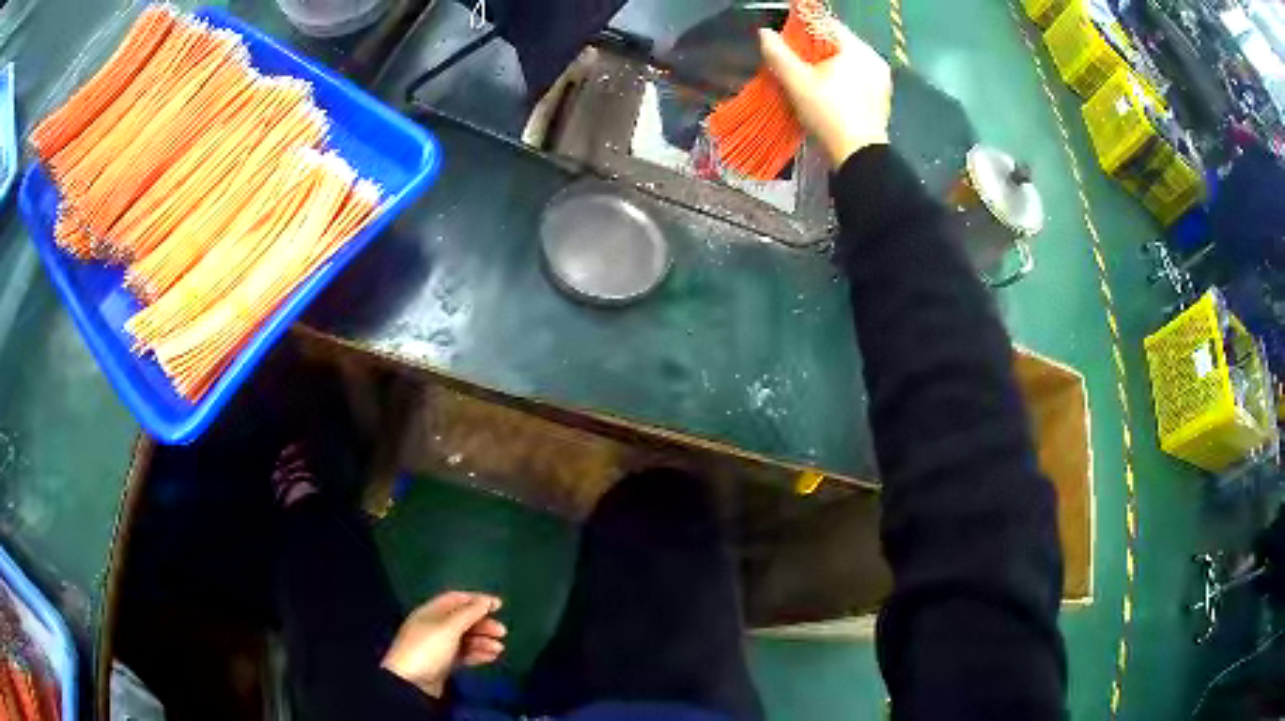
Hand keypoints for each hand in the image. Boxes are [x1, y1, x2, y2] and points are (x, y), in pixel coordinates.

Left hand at [381, 592, 506, 698]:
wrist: (411, 682)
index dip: (477, 600)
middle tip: (502, 632)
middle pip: (462, 620)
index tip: (499, 606)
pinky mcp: (443, 663)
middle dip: (483, 624)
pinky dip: (478, 654)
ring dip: (483, 641)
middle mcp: (434, 626)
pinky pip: (464, 654)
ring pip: (465, 638)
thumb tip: (486, 601)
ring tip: (499, 649)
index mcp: (431, 612)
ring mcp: (439, 646)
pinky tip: (491, 658)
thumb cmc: (428, 648)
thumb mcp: (449, 627)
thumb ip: (469, 613)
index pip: (456, 599)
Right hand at [759, 22, 892, 167]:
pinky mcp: (881, 98)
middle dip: (815, 50)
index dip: (803, 29)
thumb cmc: (829, 115)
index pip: (826, 25)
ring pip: (847, 61)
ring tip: (808, 79)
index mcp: (857, 49)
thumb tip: (764, 33)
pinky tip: (827, 94)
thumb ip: (778, 54)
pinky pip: (857, 78)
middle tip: (795, 63)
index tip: (788, 42)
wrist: (859, 157)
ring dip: (827, 66)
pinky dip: (841, 80)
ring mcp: (881, 80)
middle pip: (837, 43)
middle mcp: (874, 59)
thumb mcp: (797, 82)